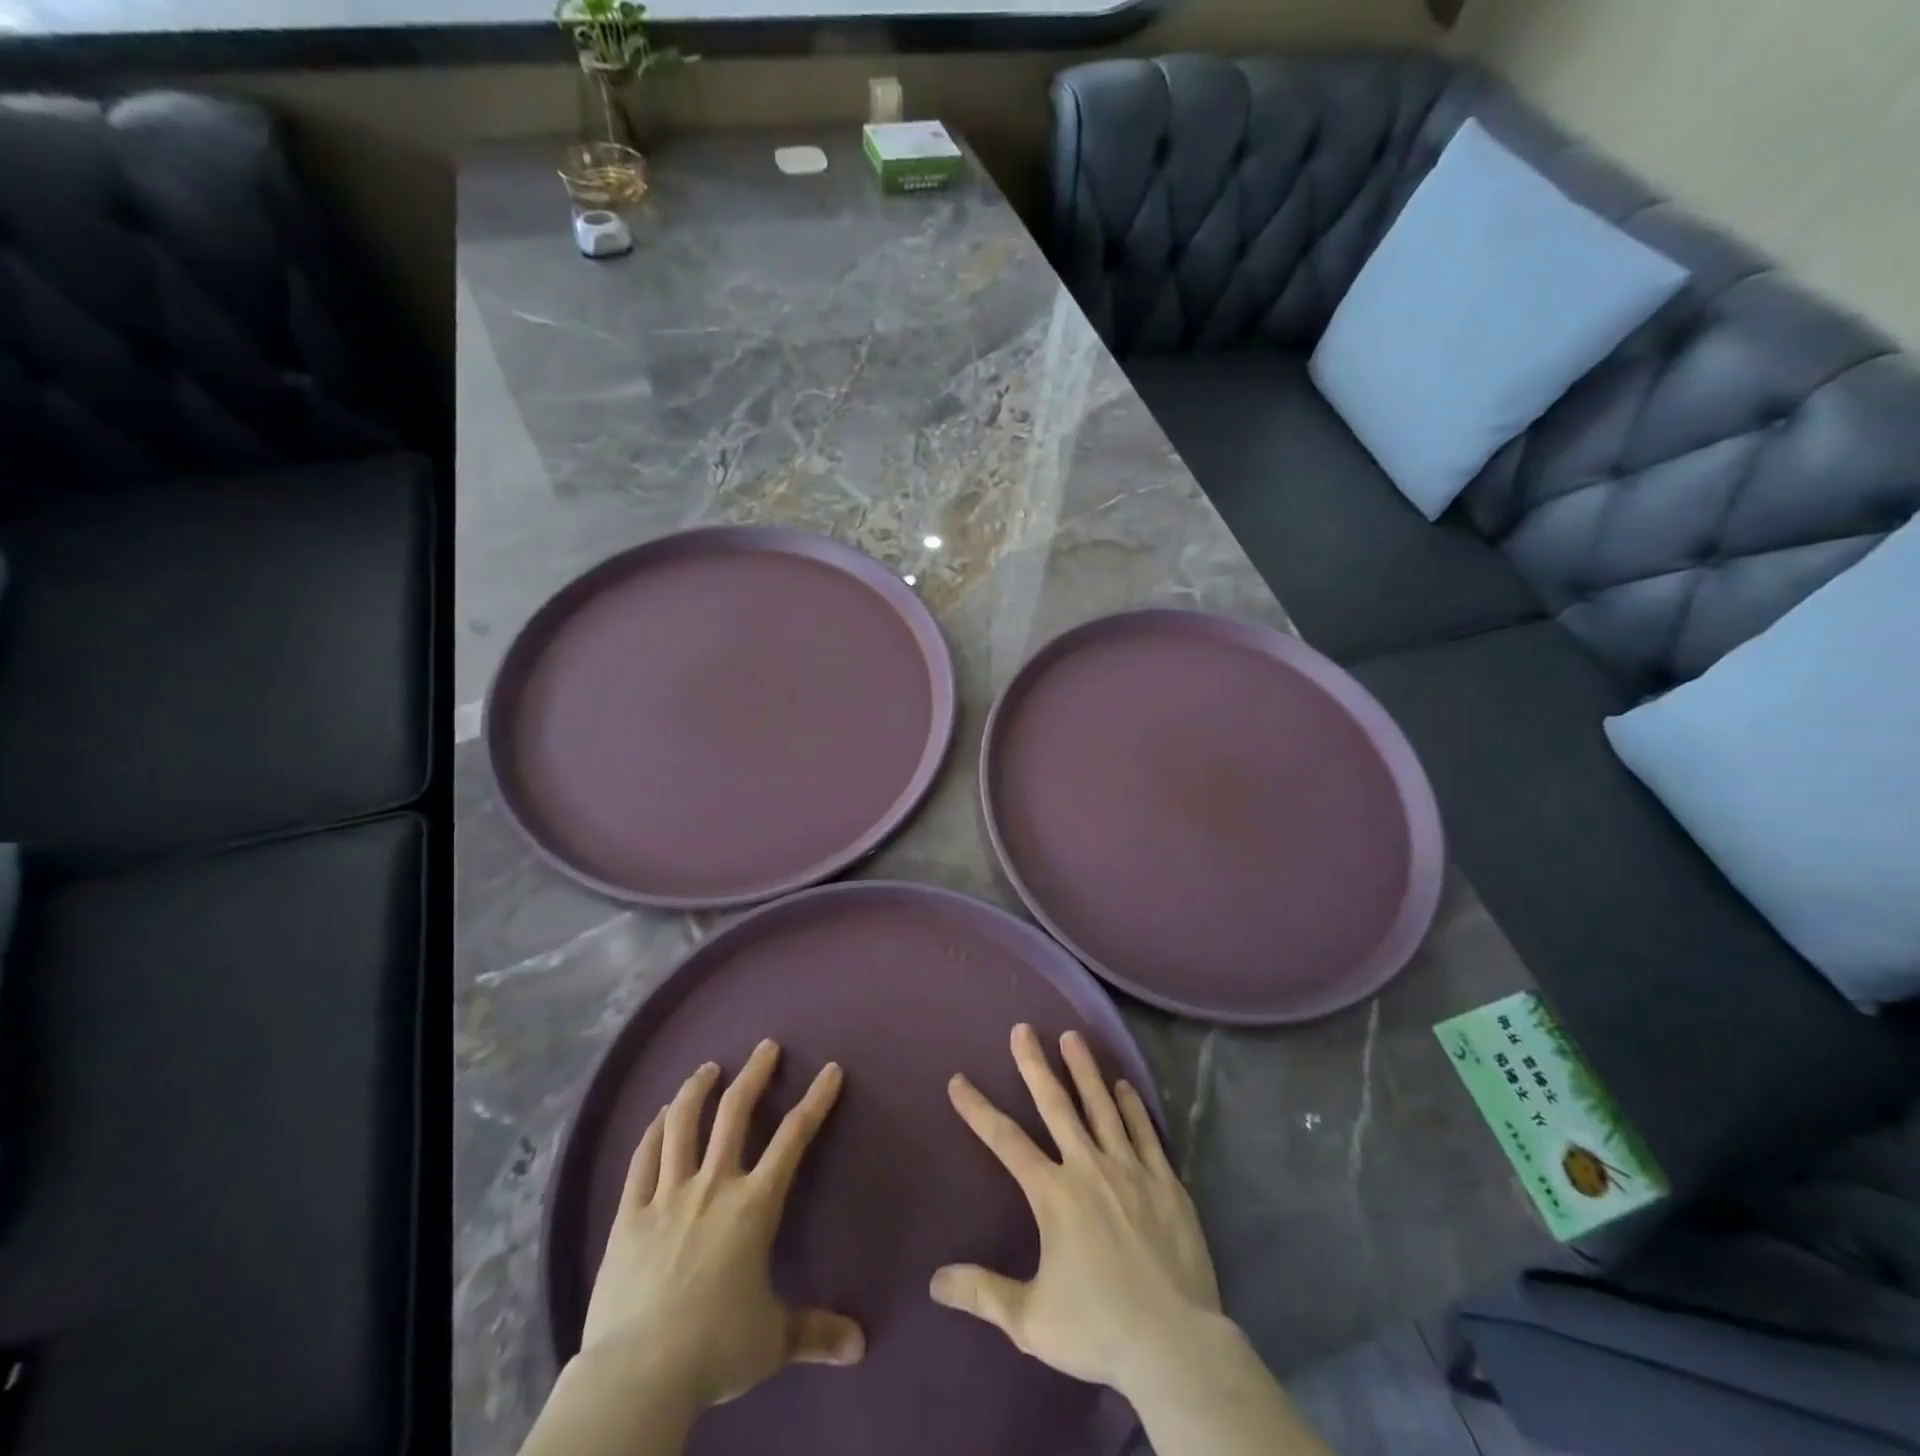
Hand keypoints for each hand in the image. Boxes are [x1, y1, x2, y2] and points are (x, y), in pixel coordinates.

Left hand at [579, 1040, 864, 1411]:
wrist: (638, 1375)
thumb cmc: (714, 1349)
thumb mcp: (773, 1341)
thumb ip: (816, 1332)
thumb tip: (861, 1346)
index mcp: (754, 1205)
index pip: (793, 1138)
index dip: (815, 1100)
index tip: (829, 1070)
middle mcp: (713, 1185)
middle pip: (735, 1113)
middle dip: (755, 1074)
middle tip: (765, 1047)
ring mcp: (667, 1195)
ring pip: (682, 1124)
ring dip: (697, 1090)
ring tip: (707, 1069)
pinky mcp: (629, 1214)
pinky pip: (642, 1160)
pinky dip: (653, 1132)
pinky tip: (659, 1116)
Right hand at [929, 1023, 1222, 1400]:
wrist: (1175, 1346)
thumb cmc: (1098, 1330)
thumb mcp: (1031, 1320)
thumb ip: (983, 1293)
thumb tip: (935, 1280)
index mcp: (1054, 1195)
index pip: (1006, 1141)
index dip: (978, 1109)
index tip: (959, 1080)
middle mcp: (1088, 1167)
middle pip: (1056, 1105)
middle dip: (1035, 1064)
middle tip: (1023, 1028)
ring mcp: (1130, 1170)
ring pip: (1102, 1106)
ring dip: (1084, 1070)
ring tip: (1072, 1037)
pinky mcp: (1165, 1182)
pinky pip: (1145, 1132)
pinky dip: (1132, 1106)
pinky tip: (1124, 1086)